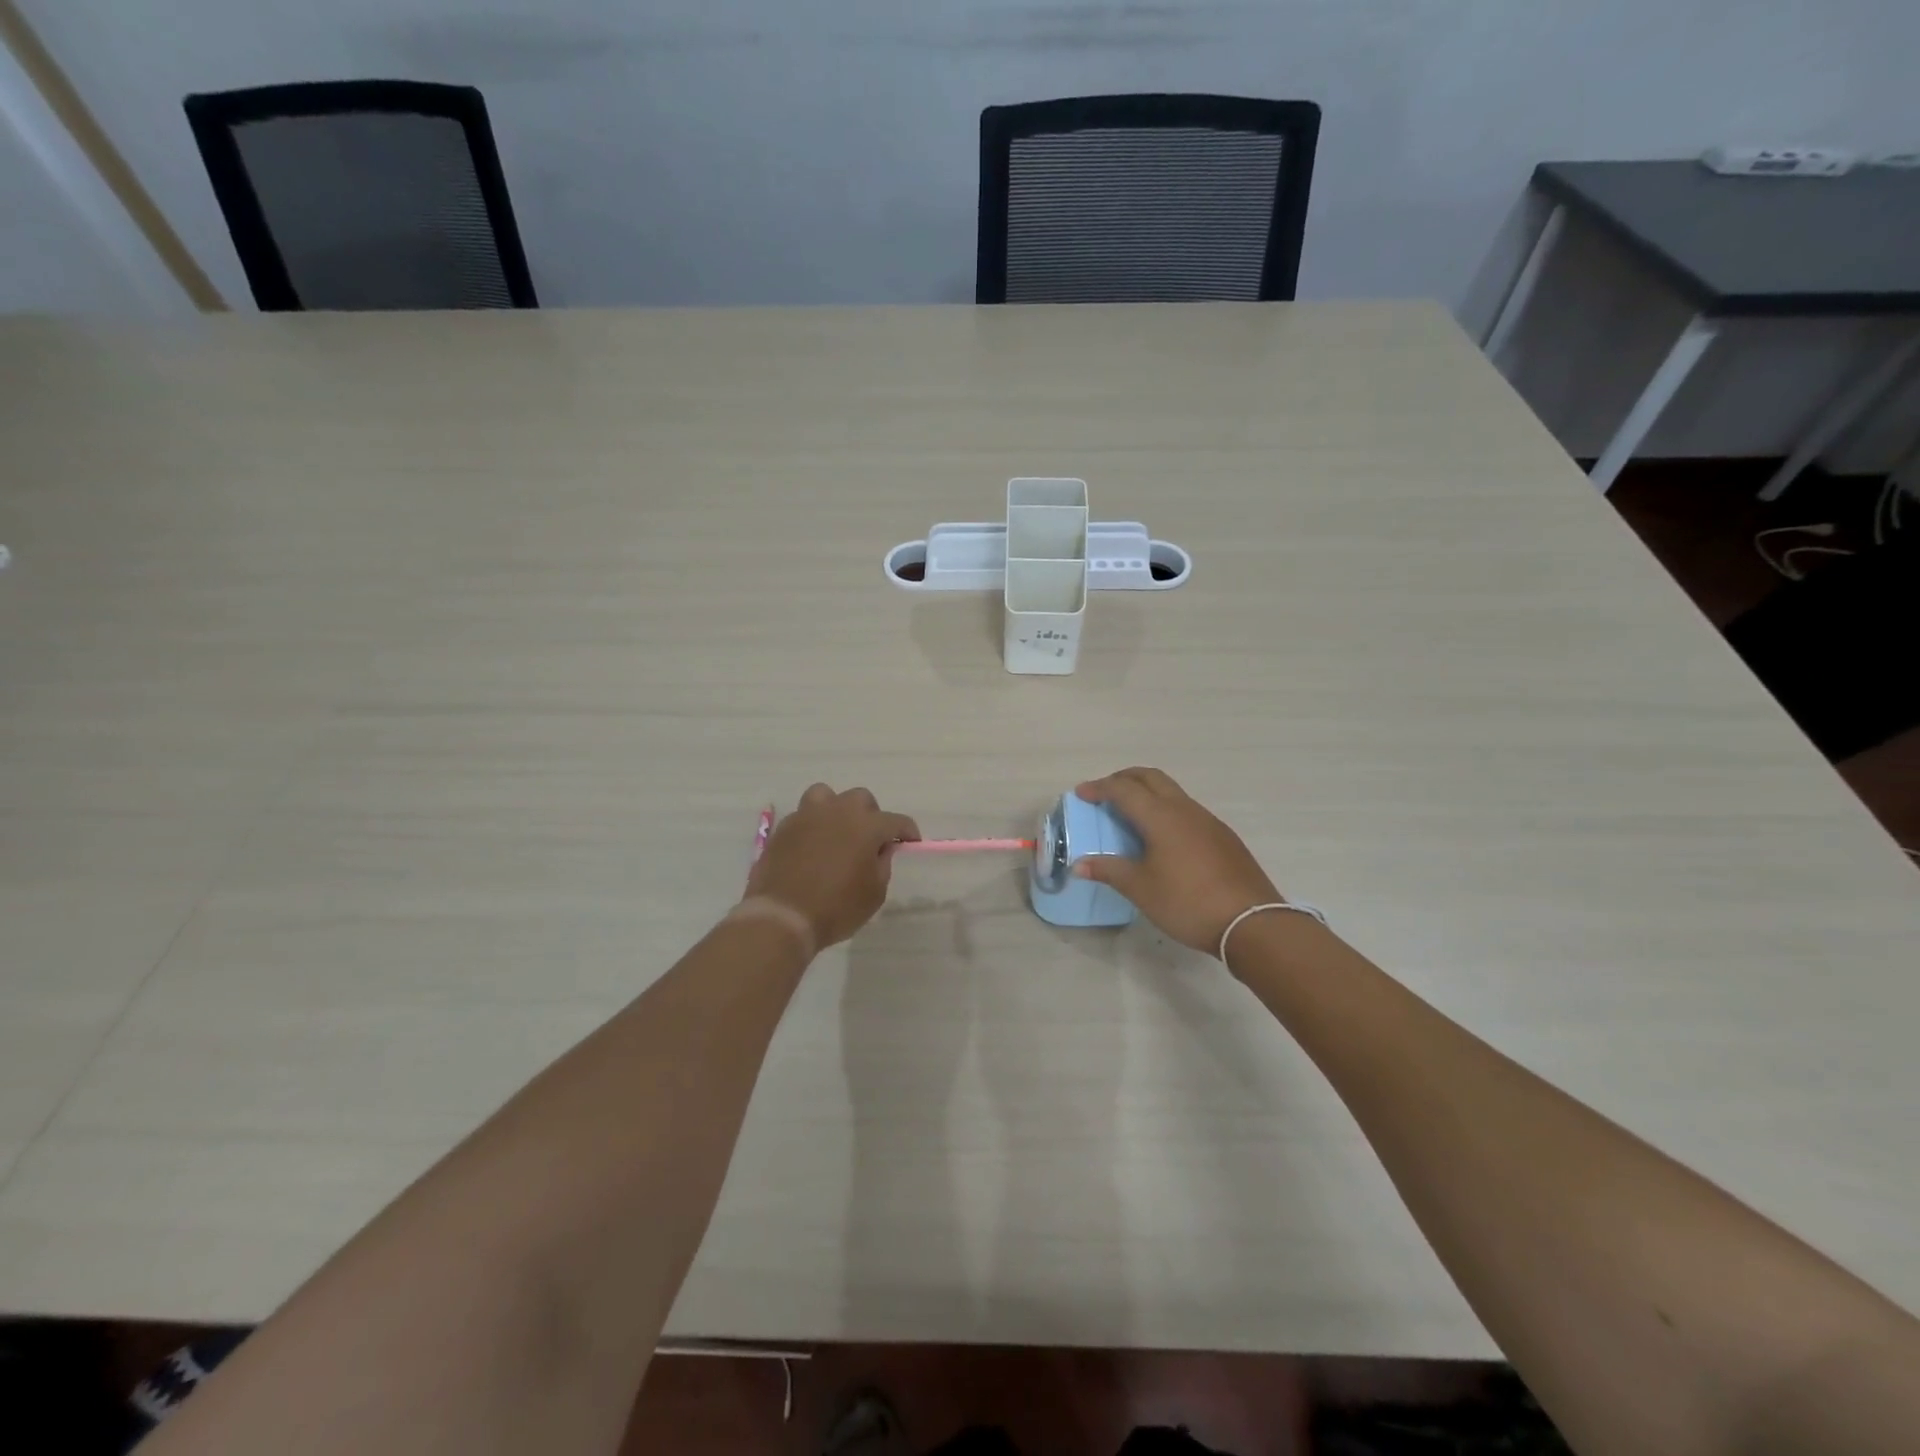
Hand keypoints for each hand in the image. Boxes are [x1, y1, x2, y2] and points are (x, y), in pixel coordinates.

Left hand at [744, 784, 919, 952]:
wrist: (782, 916)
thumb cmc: (836, 908)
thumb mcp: (874, 894)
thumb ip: (882, 865)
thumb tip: (881, 849)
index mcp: (866, 826)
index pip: (896, 820)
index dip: (907, 831)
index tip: (910, 842)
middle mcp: (838, 812)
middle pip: (861, 799)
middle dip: (871, 815)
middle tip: (869, 839)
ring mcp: (807, 816)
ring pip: (826, 795)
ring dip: (836, 809)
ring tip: (836, 831)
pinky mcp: (783, 827)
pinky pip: (803, 815)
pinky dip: (812, 825)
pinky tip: (811, 846)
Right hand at [1074, 767, 1283, 955]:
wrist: (1251, 922)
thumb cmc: (1188, 902)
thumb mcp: (1141, 889)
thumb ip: (1109, 871)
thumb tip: (1079, 864)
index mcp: (1161, 816)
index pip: (1123, 789)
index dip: (1099, 788)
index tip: (1081, 794)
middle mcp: (1184, 809)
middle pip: (1150, 777)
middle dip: (1124, 778)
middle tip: (1104, 792)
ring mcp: (1208, 821)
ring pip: (1172, 791)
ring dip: (1147, 792)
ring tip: (1130, 814)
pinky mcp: (1223, 836)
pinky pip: (1186, 809)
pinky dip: (1165, 809)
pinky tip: (1162, 837)